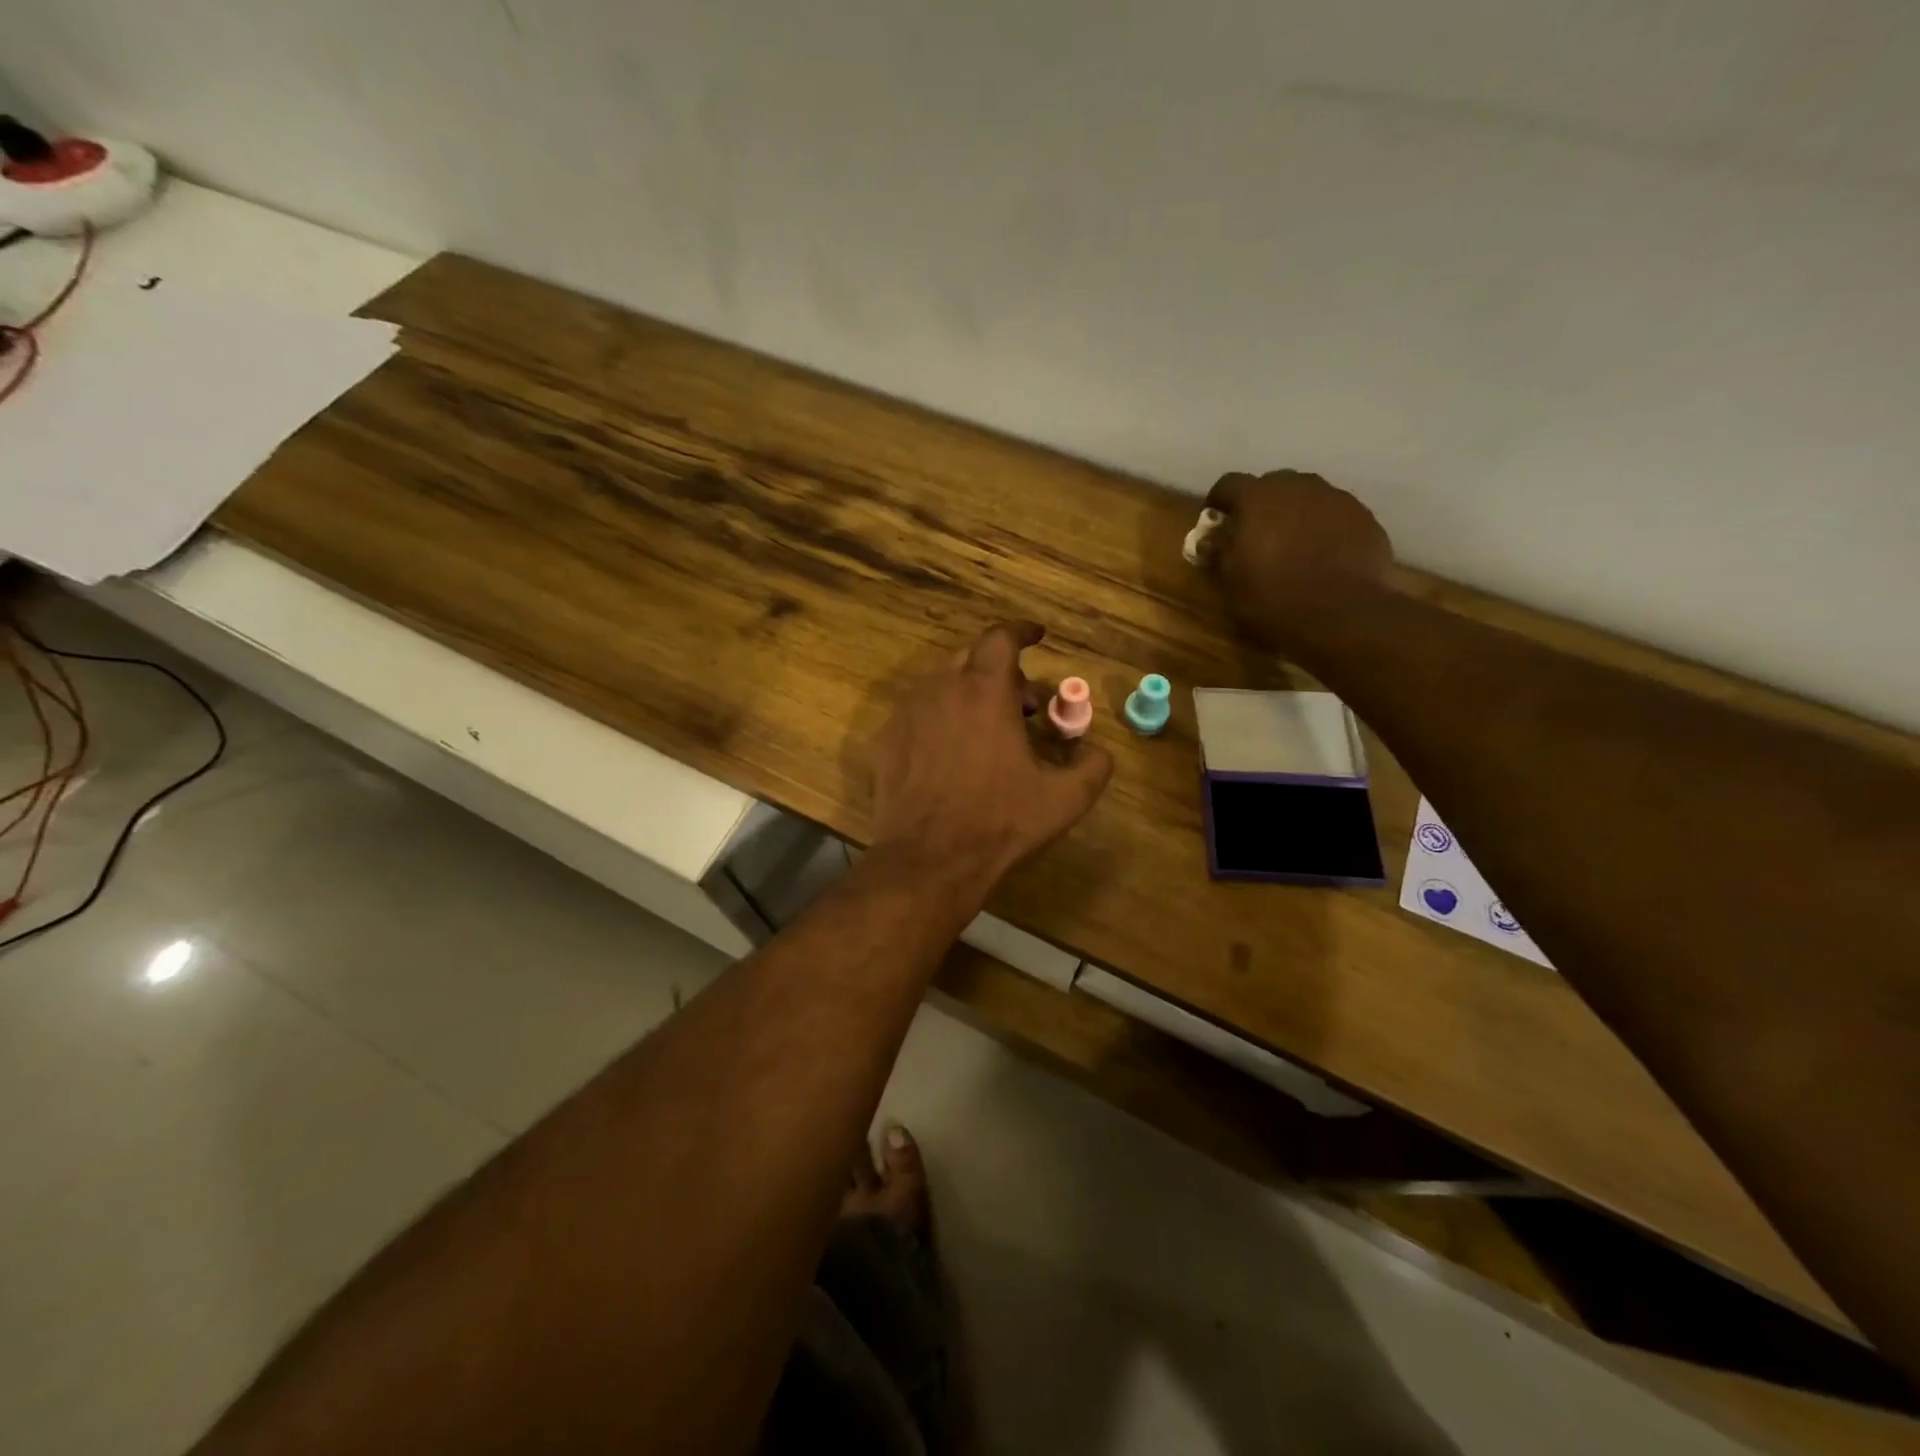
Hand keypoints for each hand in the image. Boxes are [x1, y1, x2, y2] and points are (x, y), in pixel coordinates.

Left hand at [869, 622, 1112, 890]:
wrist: (929, 860)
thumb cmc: (1000, 821)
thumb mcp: (1065, 798)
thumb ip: (1093, 765)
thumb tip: (1096, 750)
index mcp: (985, 690)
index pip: (1001, 637)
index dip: (1022, 631)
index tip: (1037, 636)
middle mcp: (941, 688)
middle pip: (971, 657)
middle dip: (1000, 670)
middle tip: (1021, 703)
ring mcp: (907, 712)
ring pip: (941, 684)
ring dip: (968, 694)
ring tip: (987, 731)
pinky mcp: (886, 739)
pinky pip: (918, 714)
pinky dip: (940, 720)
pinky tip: (951, 754)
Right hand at [1203, 470, 1395, 656]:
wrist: (1345, 614)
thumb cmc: (1274, 598)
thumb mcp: (1231, 583)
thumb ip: (1219, 552)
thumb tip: (1211, 539)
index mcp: (1258, 498)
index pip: (1229, 484)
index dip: (1218, 501)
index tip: (1215, 520)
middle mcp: (1298, 486)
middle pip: (1272, 485)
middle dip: (1260, 506)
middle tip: (1255, 535)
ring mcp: (1336, 498)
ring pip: (1306, 498)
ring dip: (1294, 514)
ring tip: (1292, 546)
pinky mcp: (1364, 517)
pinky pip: (1334, 515)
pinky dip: (1323, 528)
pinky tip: (1322, 556)